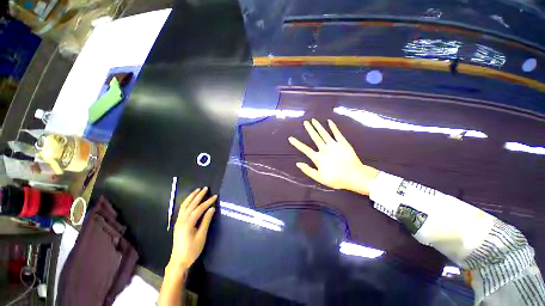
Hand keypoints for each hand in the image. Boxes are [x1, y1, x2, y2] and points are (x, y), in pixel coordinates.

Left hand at [168, 187, 216, 272]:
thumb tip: (212, 208)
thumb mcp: (201, 236)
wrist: (179, 261)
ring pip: (185, 205)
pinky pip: (182, 209)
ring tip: (197, 190)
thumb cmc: (192, 250)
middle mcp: (182, 220)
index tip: (215, 196)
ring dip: (191, 197)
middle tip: (206, 188)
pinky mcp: (178, 223)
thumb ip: (206, 221)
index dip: (208, 201)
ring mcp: (179, 221)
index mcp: (188, 223)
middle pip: (191, 204)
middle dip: (199, 195)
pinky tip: (190, 200)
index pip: (199, 208)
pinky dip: (187, 202)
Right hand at [288, 119, 378, 194]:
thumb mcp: (319, 178)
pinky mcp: (343, 143)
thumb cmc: (336, 179)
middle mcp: (324, 149)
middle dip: (309, 129)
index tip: (291, 138)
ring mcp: (334, 145)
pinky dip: (333, 127)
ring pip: (324, 133)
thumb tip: (298, 164)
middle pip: (315, 137)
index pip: (305, 149)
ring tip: (313, 120)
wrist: (354, 176)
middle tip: (305, 122)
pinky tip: (329, 121)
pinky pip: (337, 133)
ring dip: (318, 126)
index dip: (297, 144)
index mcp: (318, 157)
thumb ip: (308, 170)